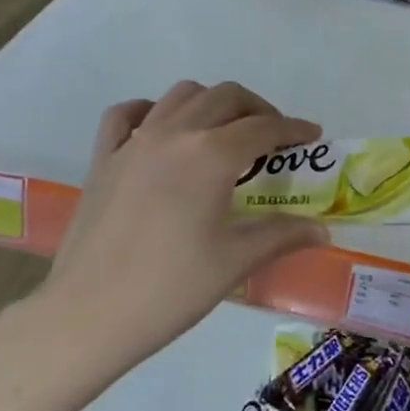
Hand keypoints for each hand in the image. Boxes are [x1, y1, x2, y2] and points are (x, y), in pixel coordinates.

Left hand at [44, 81, 328, 370]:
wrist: (88, 314)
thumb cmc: (170, 289)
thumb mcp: (235, 261)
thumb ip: (282, 235)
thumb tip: (321, 229)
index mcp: (211, 155)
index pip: (264, 127)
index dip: (294, 128)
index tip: (312, 136)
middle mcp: (174, 133)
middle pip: (226, 98)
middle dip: (258, 110)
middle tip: (274, 138)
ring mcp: (134, 142)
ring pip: (182, 95)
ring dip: (213, 104)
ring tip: (225, 134)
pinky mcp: (103, 158)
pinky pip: (128, 114)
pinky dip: (153, 111)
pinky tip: (163, 131)